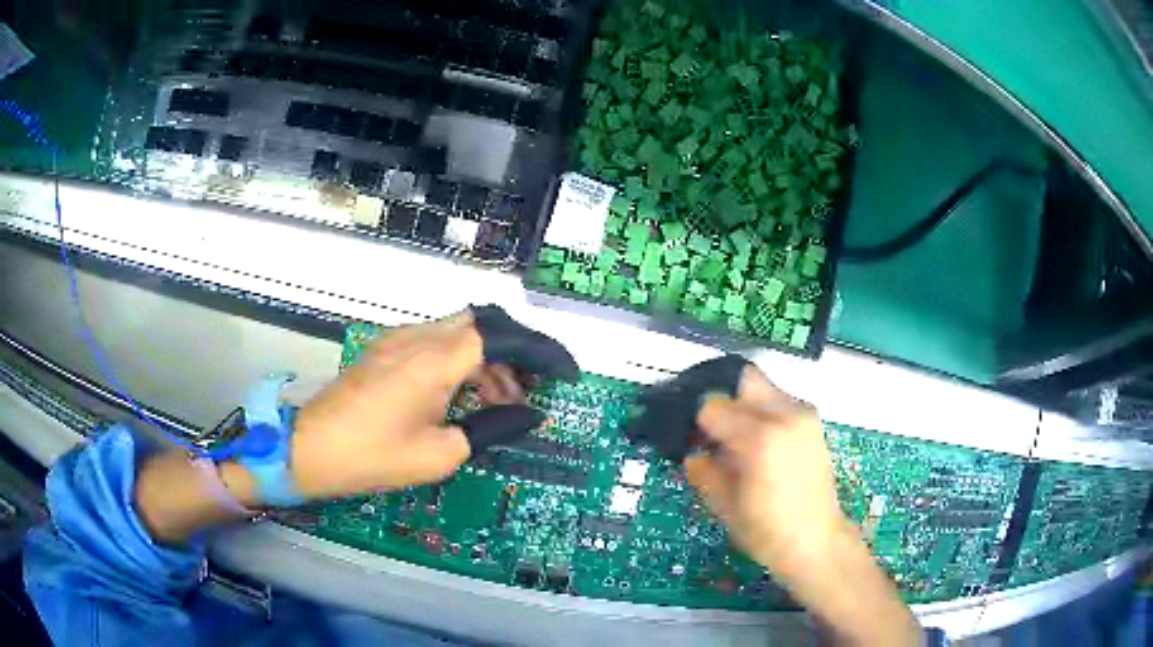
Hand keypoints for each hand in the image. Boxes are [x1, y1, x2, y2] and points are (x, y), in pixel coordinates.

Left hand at [288, 311, 533, 499]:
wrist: (310, 449)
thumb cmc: (374, 456)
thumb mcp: (441, 453)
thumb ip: (491, 427)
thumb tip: (526, 414)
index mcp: (436, 359)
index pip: (505, 337)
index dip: (542, 353)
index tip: (566, 377)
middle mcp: (420, 336)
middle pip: (485, 322)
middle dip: (516, 352)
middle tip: (529, 390)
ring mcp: (399, 339)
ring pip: (461, 331)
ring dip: (488, 359)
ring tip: (499, 402)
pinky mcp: (387, 349)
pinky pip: (437, 341)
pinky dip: (462, 361)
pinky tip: (462, 395)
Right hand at [685, 365, 844, 575]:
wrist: (816, 542)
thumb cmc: (766, 531)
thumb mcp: (722, 504)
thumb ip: (702, 469)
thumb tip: (693, 450)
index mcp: (760, 438)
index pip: (713, 406)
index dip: (697, 423)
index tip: (694, 441)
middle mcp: (785, 415)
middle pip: (742, 380)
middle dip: (722, 401)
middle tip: (711, 430)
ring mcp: (803, 415)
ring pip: (761, 387)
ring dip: (742, 405)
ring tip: (734, 439)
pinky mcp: (812, 421)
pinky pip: (778, 401)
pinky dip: (761, 413)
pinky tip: (757, 444)